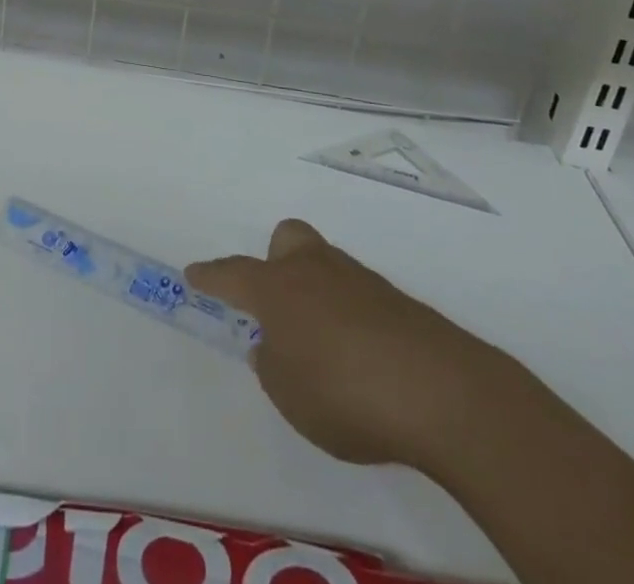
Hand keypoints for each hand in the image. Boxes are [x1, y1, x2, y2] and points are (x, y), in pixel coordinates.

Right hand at [186, 219, 504, 467]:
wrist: (439, 390)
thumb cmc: (344, 391)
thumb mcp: (289, 394)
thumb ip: (272, 364)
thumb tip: (273, 344)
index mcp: (278, 288)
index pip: (233, 274)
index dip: (211, 276)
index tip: (194, 274)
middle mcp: (315, 270)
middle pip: (288, 240)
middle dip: (275, 262)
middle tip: (277, 304)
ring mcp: (359, 280)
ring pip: (325, 267)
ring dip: (316, 293)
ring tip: (322, 349)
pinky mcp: (396, 301)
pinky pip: (357, 296)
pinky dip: (350, 317)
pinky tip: (361, 359)